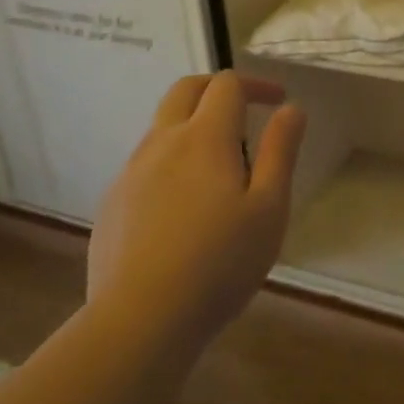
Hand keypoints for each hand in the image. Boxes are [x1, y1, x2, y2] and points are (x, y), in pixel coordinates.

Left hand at [87, 71, 305, 346]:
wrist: (139, 319)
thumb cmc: (220, 263)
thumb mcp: (269, 208)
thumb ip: (280, 152)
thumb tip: (290, 109)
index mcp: (204, 138)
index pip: (226, 85)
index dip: (255, 84)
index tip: (278, 100)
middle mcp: (162, 144)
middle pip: (184, 91)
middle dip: (217, 88)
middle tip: (245, 108)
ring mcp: (130, 173)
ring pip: (162, 127)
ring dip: (193, 125)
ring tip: (221, 163)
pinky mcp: (113, 204)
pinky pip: (145, 164)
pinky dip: (172, 160)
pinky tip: (186, 204)